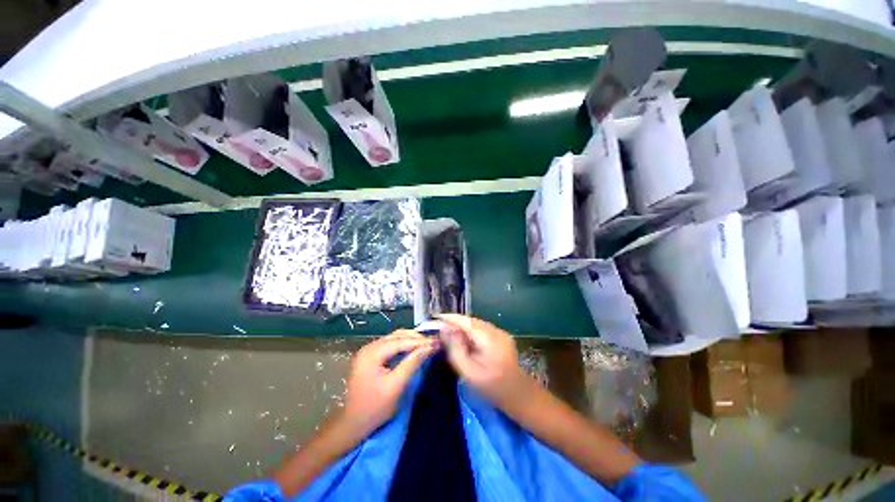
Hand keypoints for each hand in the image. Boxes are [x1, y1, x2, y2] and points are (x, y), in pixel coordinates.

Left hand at [343, 330, 437, 436]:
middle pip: (397, 336)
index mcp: (372, 353)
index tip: (437, 341)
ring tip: (426, 344)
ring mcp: (369, 351)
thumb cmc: (375, 408)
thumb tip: (430, 347)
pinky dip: (404, 345)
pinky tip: (414, 349)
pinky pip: (390, 345)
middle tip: (433, 342)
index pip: (401, 341)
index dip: (420, 341)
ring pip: (394, 338)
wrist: (353, 424)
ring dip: (411, 340)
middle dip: (416, 338)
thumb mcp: (396, 385)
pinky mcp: (371, 357)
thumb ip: (413, 363)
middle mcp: (369, 347)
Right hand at [438, 314, 529, 408]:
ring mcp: (501, 332)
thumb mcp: (469, 372)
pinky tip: (464, 340)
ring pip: (476, 324)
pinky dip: (471, 331)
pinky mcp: (502, 336)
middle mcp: (496, 331)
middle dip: (455, 322)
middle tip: (439, 328)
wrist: (520, 395)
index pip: (466, 322)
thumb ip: (455, 349)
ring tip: (449, 333)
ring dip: (462, 327)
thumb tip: (444, 330)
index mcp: (489, 339)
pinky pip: (482, 329)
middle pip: (471, 321)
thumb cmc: (492, 388)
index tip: (435, 318)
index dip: (450, 318)